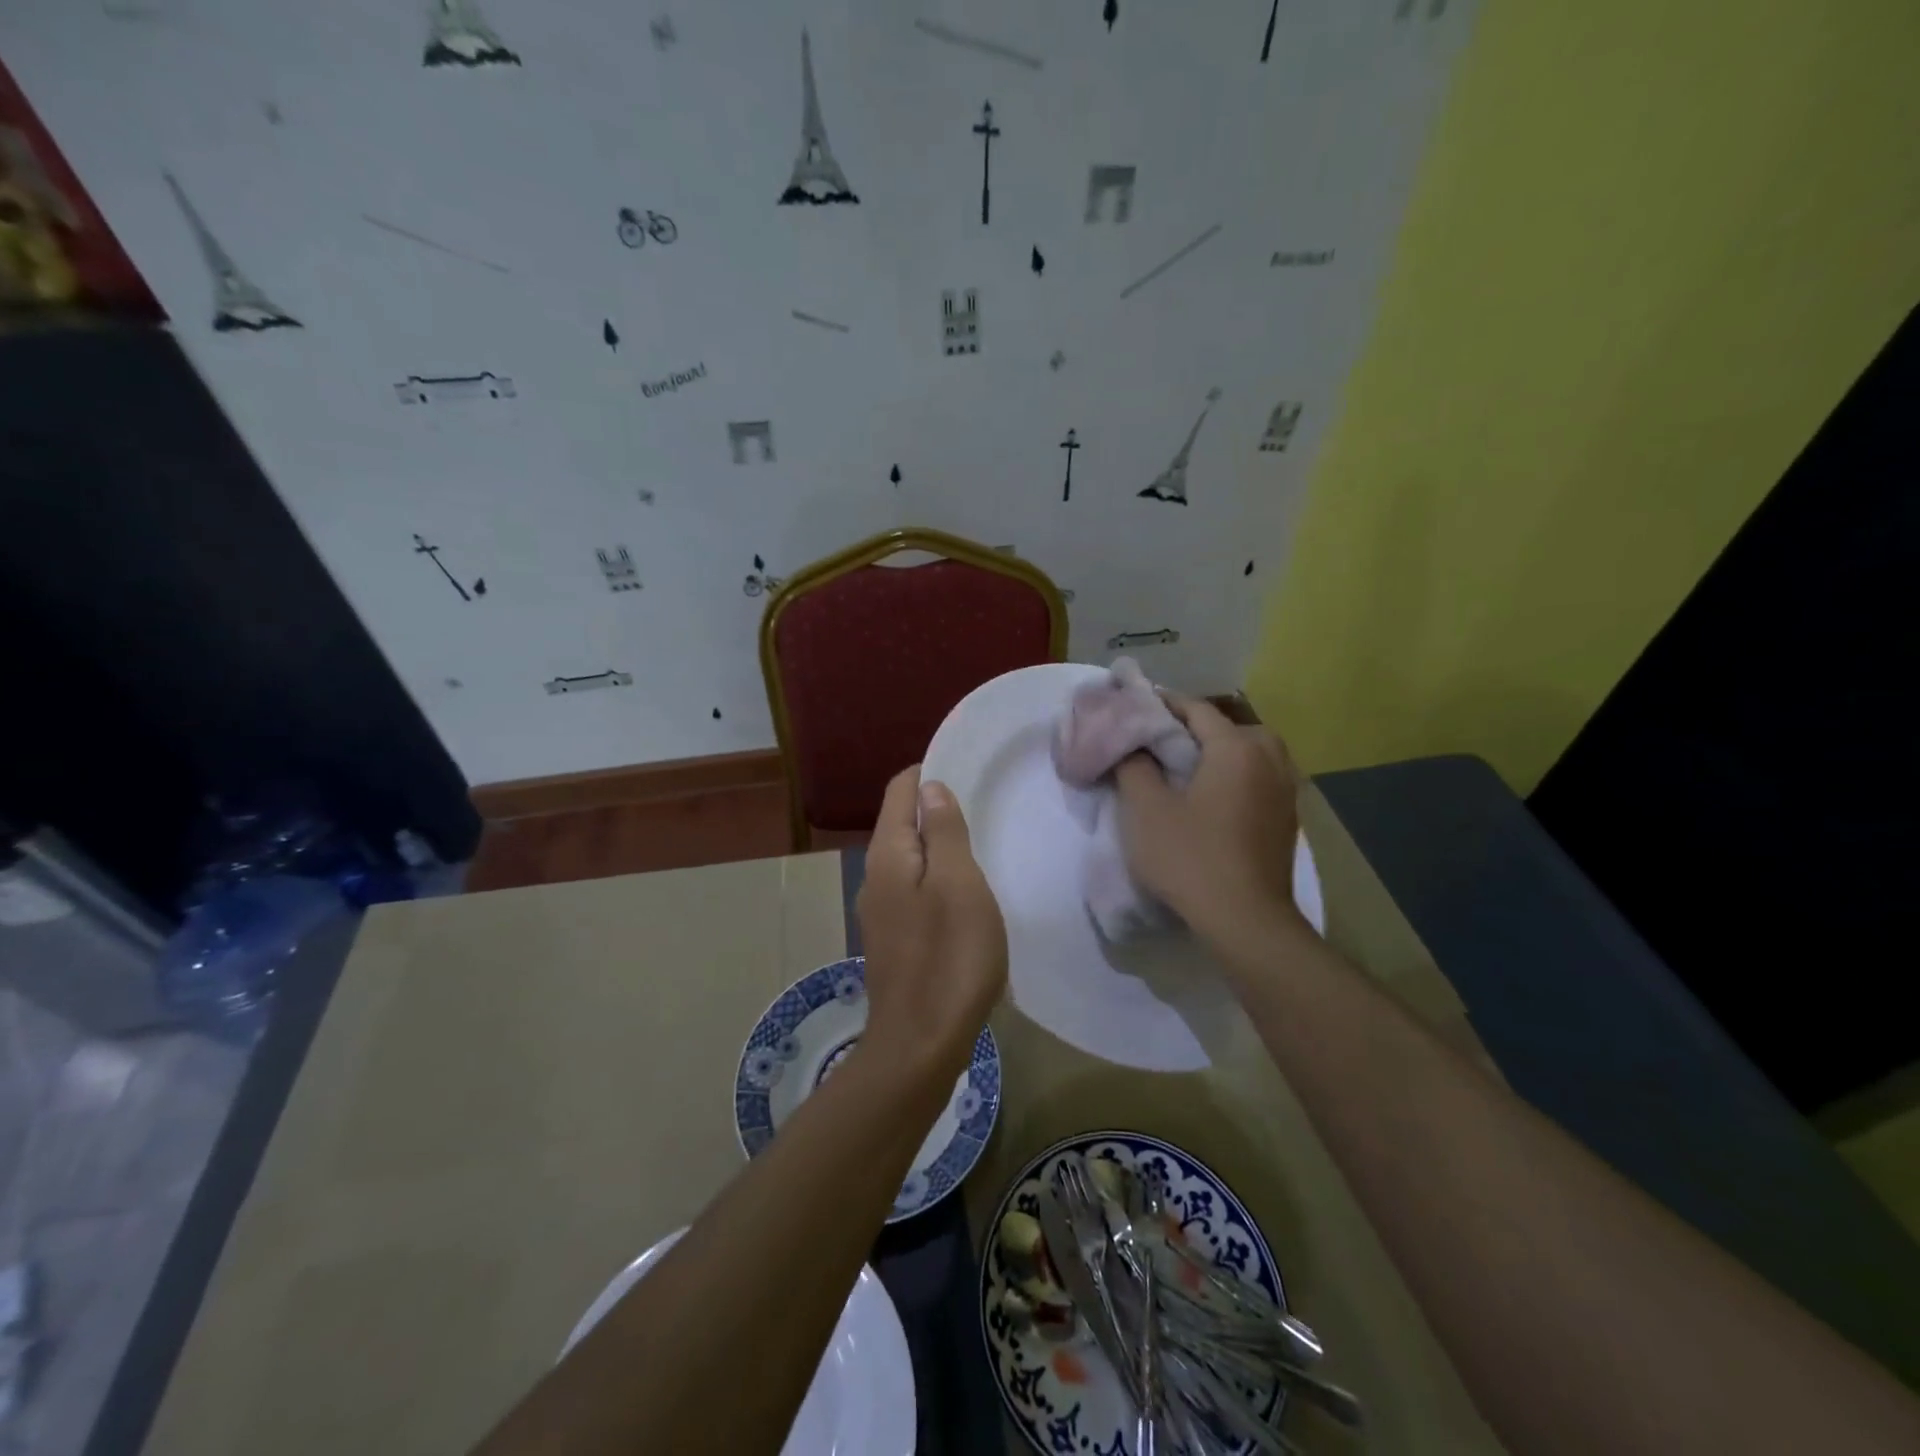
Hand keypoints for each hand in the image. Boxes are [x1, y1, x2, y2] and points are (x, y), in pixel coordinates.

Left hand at [856, 766, 1007, 1079]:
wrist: (920, 1044)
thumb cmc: (949, 956)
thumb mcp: (958, 883)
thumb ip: (943, 831)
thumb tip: (929, 788)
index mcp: (888, 854)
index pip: (900, 790)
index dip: (930, 774)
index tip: (969, 773)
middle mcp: (875, 875)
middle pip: (903, 823)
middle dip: (938, 811)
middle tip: (985, 811)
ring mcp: (880, 910)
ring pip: (911, 859)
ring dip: (940, 848)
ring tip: (981, 848)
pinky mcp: (894, 938)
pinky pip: (915, 890)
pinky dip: (938, 880)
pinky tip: (966, 896)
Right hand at [1114, 695, 1306, 943]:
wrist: (1246, 921)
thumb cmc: (1191, 858)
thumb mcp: (1145, 809)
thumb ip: (1133, 766)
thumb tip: (1132, 745)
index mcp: (1237, 748)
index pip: (1196, 709)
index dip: (1163, 704)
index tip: (1134, 706)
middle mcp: (1270, 759)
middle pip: (1229, 727)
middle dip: (1194, 727)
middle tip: (1161, 740)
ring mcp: (1285, 790)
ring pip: (1250, 752)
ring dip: (1219, 751)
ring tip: (1187, 767)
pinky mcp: (1287, 819)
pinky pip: (1259, 778)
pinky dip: (1236, 775)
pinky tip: (1213, 797)